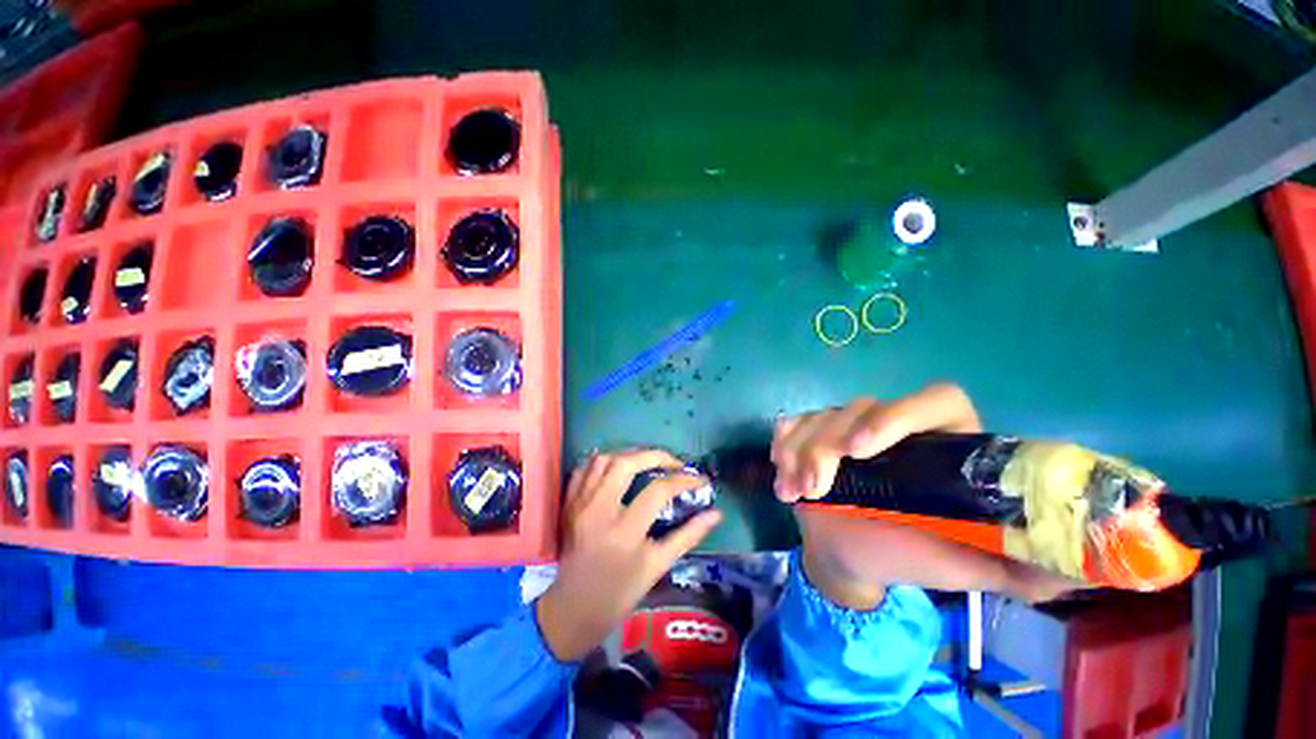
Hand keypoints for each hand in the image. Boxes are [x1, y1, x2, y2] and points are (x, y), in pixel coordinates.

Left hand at [536, 450, 721, 661]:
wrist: (572, 610)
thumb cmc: (618, 594)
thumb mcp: (657, 567)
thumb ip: (687, 536)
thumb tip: (716, 513)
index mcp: (624, 532)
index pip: (659, 491)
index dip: (684, 480)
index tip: (700, 480)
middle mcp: (598, 511)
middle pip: (627, 463)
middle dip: (656, 456)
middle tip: (674, 462)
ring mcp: (579, 504)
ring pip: (603, 460)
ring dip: (629, 454)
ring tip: (648, 461)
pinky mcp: (568, 503)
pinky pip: (584, 469)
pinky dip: (603, 461)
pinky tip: (618, 466)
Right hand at [771, 384, 1074, 606]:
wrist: (848, 553)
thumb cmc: (908, 555)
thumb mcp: (962, 564)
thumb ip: (1014, 566)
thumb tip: (1077, 574)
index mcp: (942, 443)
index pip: (936, 400)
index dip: (900, 415)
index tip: (862, 450)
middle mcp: (895, 425)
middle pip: (861, 407)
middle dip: (828, 446)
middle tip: (815, 488)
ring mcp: (848, 425)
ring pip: (820, 416)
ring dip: (800, 453)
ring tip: (795, 493)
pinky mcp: (814, 430)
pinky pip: (793, 423)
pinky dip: (783, 444)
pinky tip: (782, 472)